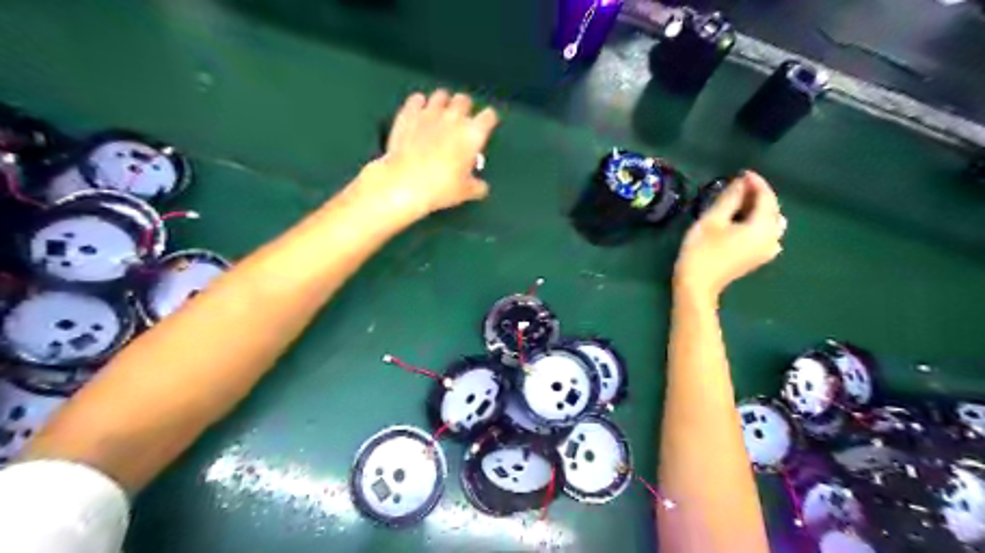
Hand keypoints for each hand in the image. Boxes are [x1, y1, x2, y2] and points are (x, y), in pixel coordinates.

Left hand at [354, 89, 495, 219]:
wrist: (405, 182)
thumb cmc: (439, 187)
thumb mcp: (465, 191)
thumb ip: (477, 185)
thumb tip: (481, 186)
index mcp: (473, 134)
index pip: (489, 116)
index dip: (488, 121)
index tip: (485, 127)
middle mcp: (453, 118)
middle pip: (464, 100)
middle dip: (465, 108)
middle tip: (462, 121)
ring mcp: (429, 113)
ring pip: (441, 95)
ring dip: (443, 103)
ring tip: (441, 114)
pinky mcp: (408, 114)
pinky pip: (416, 99)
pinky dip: (419, 104)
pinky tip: (419, 113)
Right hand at [678, 172, 785, 301]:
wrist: (697, 285)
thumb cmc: (702, 251)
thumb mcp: (712, 220)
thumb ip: (730, 198)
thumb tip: (740, 182)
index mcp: (763, 227)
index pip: (766, 196)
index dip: (755, 182)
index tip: (740, 172)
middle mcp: (772, 238)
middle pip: (772, 209)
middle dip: (757, 194)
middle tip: (737, 185)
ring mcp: (767, 250)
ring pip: (770, 221)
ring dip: (758, 208)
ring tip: (739, 201)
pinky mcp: (758, 257)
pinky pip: (766, 233)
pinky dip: (757, 222)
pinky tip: (743, 220)